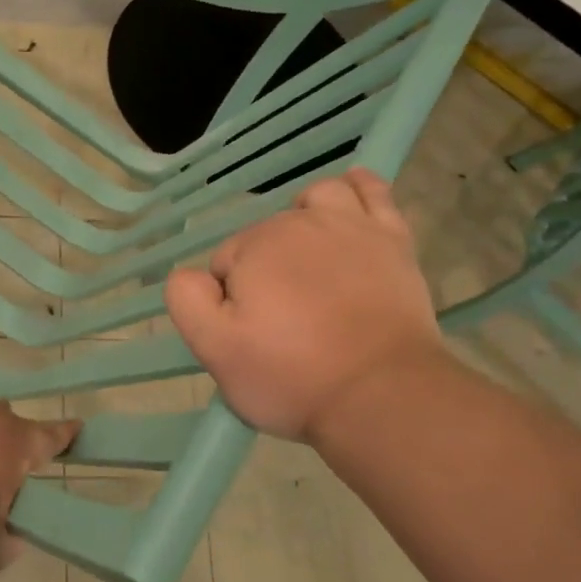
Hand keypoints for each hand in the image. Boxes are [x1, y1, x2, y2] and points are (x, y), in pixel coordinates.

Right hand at [165, 169, 450, 445]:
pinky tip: (351, 191)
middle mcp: (297, 223)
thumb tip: (190, 273)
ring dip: (305, 219)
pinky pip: (373, 192)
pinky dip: (358, 187)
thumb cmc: (292, 376)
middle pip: (266, 235)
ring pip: (315, 200)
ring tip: (310, 256)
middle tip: (284, 323)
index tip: (253, 335)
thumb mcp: (216, 351)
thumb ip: (188, 300)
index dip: (231, 300)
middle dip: (266, 269)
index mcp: (253, 248)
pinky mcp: (393, 239)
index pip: (224, 263)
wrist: (383, 395)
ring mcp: (350, 226)